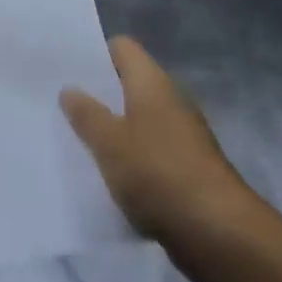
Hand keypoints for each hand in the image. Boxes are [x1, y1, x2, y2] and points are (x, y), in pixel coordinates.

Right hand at [61, 38, 254, 278]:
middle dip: (98, 96)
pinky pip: (149, 154)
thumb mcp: (109, 143)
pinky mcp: (187, 170)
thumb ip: (86, 114)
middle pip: (128, 85)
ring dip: (112, 132)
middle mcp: (169, 100)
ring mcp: (182, 136)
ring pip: (138, 122)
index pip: (121, 48)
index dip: (94, 54)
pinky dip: (130, 162)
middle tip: (61, 107)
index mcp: (152, 82)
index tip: (66, 69)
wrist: (219, 233)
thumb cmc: (158, 173)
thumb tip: (69, 88)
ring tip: (76, 143)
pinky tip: (108, 179)